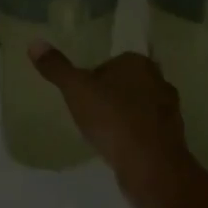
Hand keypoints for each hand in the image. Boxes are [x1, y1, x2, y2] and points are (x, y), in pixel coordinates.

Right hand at [28, 45, 192, 207]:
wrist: (151, 165)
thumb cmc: (112, 119)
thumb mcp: (76, 90)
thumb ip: (57, 68)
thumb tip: (34, 43)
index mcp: (138, 62)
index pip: (112, 63)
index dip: (94, 78)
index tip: (81, 97)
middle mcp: (159, 80)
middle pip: (127, 84)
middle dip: (111, 96)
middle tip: (90, 115)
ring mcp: (170, 110)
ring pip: (139, 107)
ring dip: (124, 117)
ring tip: (104, 134)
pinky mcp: (173, 136)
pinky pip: (148, 130)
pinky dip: (135, 136)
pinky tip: (120, 150)